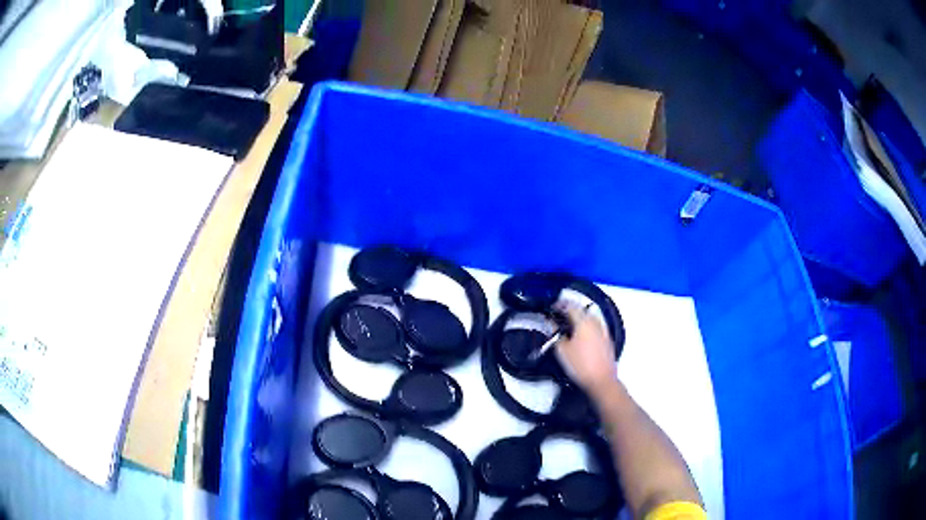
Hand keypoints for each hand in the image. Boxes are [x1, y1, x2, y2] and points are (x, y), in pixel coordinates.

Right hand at [554, 303, 618, 397]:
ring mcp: (604, 331)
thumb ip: (557, 335)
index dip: (561, 305)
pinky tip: (583, 336)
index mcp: (584, 322)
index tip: (553, 307)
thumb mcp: (562, 351)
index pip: (571, 306)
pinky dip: (588, 327)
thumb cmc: (580, 365)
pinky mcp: (608, 340)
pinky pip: (596, 327)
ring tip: (571, 326)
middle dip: (572, 311)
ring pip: (591, 319)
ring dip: (581, 319)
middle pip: (583, 311)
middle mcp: (596, 322)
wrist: (601, 380)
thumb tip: (554, 326)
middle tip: (561, 317)